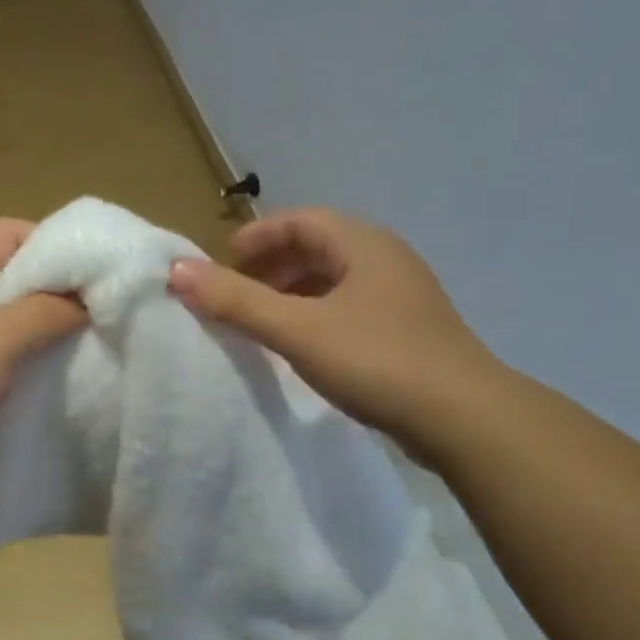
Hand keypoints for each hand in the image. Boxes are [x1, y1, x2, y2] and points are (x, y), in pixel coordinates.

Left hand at [0, 219, 85, 482]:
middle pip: (12, 274)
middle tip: (104, 322)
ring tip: (85, 352)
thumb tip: (88, 296)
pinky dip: (20, 361)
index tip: (107, 284)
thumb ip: (45, 310)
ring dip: (40, 333)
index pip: (16, 233)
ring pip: (4, 318)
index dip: (64, 253)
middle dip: (57, 296)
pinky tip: (49, 380)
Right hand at [167, 208, 499, 442]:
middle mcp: (385, 260)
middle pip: (317, 248)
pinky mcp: (407, 332)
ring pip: (333, 281)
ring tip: (260, 322)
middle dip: (270, 267)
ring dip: (292, 294)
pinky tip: (302, 348)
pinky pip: (348, 309)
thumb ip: (236, 301)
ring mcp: (401, 297)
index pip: (299, 220)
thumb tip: (176, 270)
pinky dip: (315, 317)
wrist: (463, 418)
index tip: (221, 265)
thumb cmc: (376, 360)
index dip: (256, 237)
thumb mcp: (297, 329)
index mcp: (363, 245)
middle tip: (234, 295)